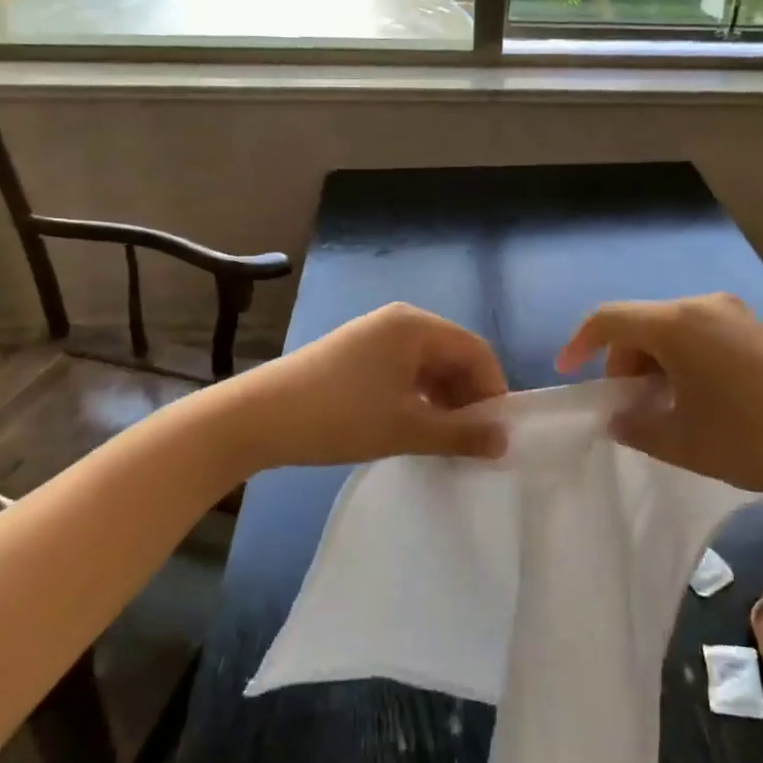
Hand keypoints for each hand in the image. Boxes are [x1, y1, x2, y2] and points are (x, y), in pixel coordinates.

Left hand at [228, 303, 508, 472]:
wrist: (258, 416)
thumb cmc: (340, 416)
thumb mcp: (406, 428)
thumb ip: (460, 434)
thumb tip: (504, 441)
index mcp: (415, 326)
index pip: (475, 350)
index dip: (493, 389)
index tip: (498, 432)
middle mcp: (399, 321)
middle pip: (453, 354)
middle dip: (468, 396)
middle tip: (474, 441)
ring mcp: (375, 335)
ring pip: (428, 365)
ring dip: (444, 399)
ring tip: (446, 440)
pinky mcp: (357, 353)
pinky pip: (404, 370)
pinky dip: (418, 396)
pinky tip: (416, 427)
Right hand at [556, 293, 762, 504]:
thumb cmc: (754, 436)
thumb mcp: (684, 442)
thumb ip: (637, 427)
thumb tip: (619, 418)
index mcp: (676, 323)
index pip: (609, 319)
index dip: (580, 342)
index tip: (568, 372)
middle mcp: (703, 306)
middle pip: (642, 325)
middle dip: (624, 364)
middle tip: (627, 409)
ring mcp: (735, 316)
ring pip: (673, 332)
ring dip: (656, 366)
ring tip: (663, 412)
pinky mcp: (759, 332)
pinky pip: (703, 338)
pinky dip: (685, 363)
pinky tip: (700, 403)